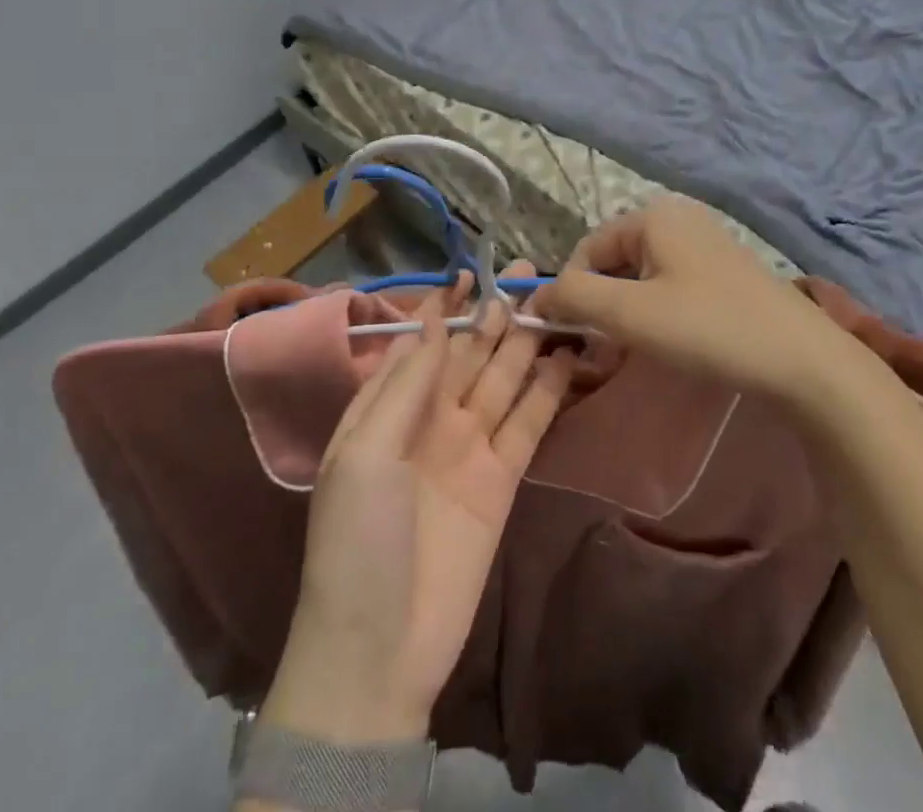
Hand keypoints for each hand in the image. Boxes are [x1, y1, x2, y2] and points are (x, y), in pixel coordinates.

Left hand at [261, 269, 573, 745]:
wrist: (379, 649)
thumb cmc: (356, 539)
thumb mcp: (366, 452)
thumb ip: (406, 385)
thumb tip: (435, 323)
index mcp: (387, 408)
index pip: (422, 343)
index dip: (446, 308)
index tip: (472, 273)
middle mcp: (430, 419)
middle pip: (470, 355)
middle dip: (494, 315)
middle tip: (528, 274)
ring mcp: (469, 448)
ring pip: (503, 381)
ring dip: (525, 343)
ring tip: (551, 303)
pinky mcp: (502, 479)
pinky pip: (527, 424)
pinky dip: (547, 391)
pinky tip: (565, 359)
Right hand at [533, 197, 864, 404]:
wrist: (805, 361)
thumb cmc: (709, 328)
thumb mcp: (630, 313)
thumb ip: (573, 297)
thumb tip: (534, 297)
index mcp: (653, 215)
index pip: (587, 250)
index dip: (571, 292)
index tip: (573, 337)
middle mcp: (678, 218)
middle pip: (615, 261)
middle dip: (601, 304)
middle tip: (604, 349)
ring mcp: (706, 242)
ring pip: (643, 276)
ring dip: (627, 312)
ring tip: (635, 350)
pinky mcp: (726, 271)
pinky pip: (672, 284)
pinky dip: (657, 311)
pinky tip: (671, 342)